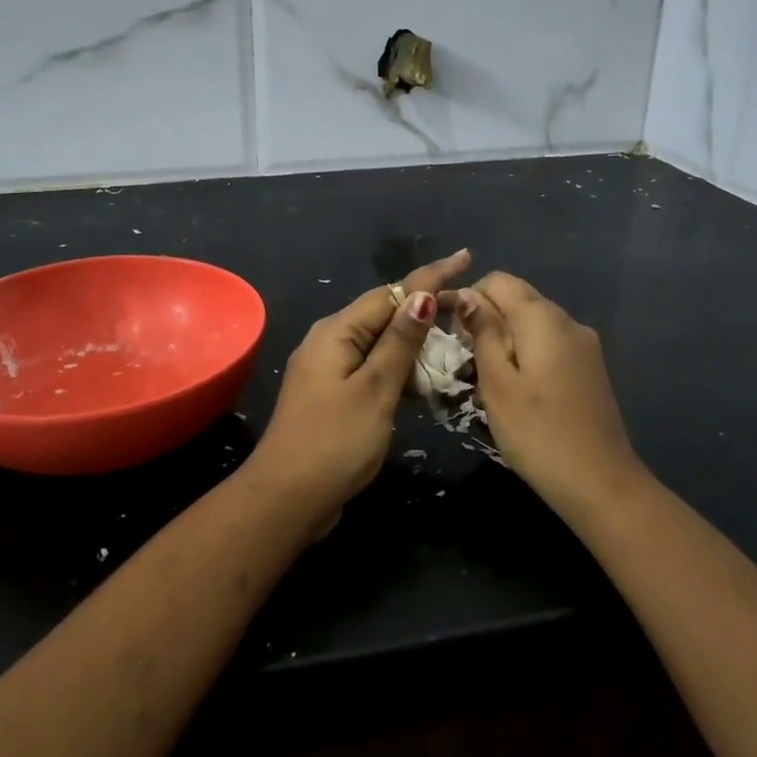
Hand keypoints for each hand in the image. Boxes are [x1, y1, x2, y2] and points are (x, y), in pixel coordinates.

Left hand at [247, 249, 472, 515]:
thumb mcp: (375, 389)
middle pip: (384, 314)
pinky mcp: (333, 395)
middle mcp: (329, 342)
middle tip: (469, 307)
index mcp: (336, 332)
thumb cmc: (334, 441)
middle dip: (425, 308)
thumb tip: (422, 295)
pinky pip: (372, 368)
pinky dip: (399, 369)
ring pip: (379, 343)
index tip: (466, 258)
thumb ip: (399, 343)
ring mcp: (328, 370)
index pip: (390, 292)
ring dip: (414, 341)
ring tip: (456, 340)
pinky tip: (423, 379)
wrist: (287, 498)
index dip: (429, 276)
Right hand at [450, 272, 646, 515]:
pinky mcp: (590, 368)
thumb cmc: (536, 433)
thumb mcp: (496, 382)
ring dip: (505, 342)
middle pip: (517, 300)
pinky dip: (527, 356)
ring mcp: (584, 345)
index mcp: (543, 318)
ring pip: (532, 324)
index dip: (469, 299)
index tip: (454, 338)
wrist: (599, 483)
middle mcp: (568, 321)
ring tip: (490, 383)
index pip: (498, 281)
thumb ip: (482, 332)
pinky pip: (549, 345)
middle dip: (486, 322)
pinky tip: (520, 393)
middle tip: (468, 366)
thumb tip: (467, 294)